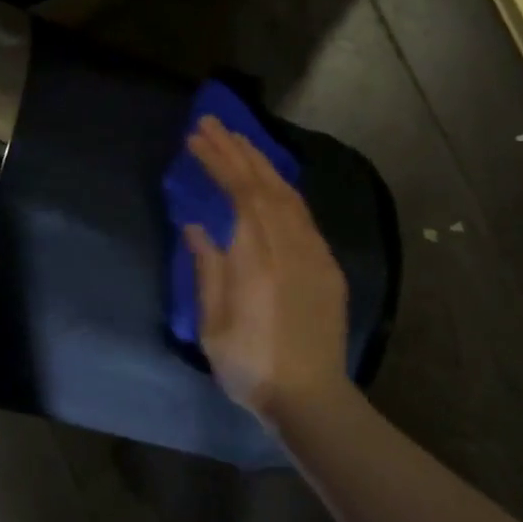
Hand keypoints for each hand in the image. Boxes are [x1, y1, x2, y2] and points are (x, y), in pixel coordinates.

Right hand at [184, 116, 352, 421]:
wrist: (311, 397)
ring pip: (287, 193)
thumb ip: (207, 269)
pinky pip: (303, 212)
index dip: (218, 161)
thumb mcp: (213, 325)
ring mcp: (313, 252)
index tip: (196, 139)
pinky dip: (283, 187)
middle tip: (211, 124)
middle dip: (236, 149)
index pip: (238, 192)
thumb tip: (196, 226)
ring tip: (238, 141)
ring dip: (261, 162)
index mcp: (257, 258)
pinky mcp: (326, 264)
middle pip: (263, 183)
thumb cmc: (251, 366)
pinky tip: (270, 181)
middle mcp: (289, 244)